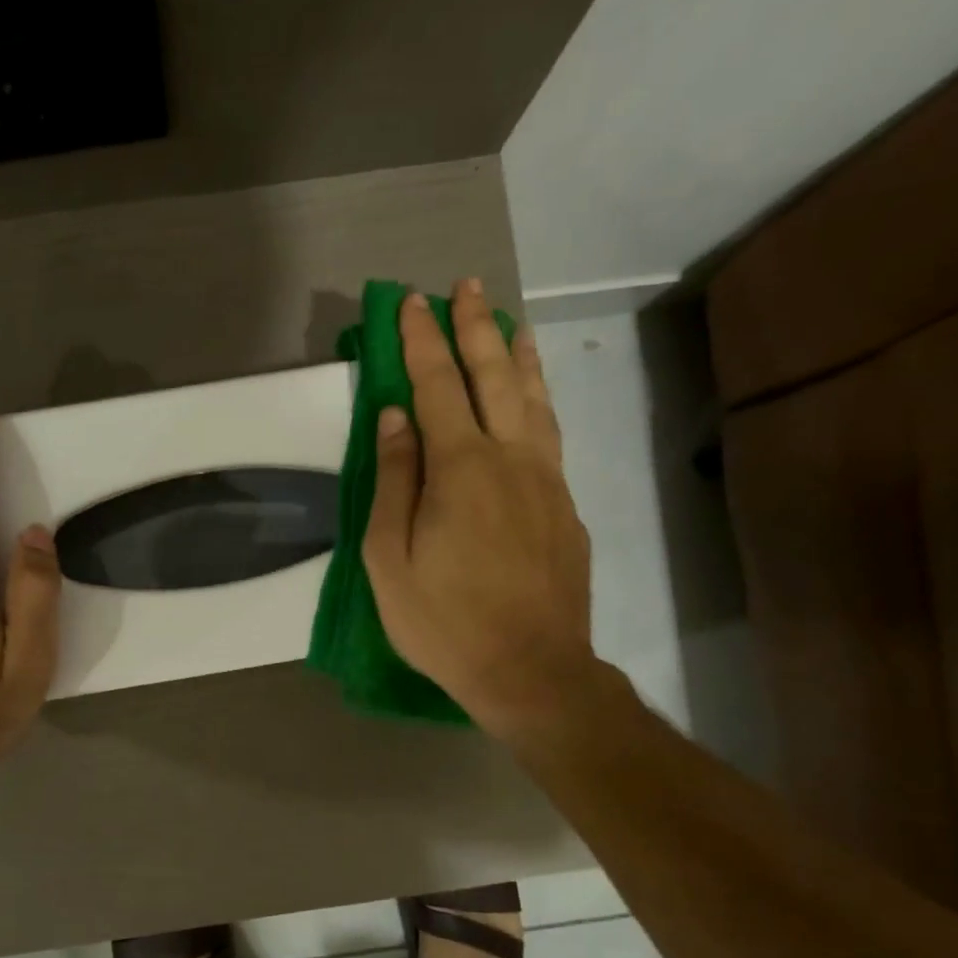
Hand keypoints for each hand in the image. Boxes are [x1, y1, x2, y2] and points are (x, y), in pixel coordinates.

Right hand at [363, 281, 598, 745]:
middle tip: (465, 287)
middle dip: (475, 328)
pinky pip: (551, 434)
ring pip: (534, 400)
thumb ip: (394, 482)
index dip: (422, 342)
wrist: (531, 670)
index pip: (437, 386)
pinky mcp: (566, 506)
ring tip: (509, 322)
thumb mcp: (391, 559)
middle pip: (493, 377)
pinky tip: (533, 396)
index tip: (411, 303)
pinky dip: (540, 399)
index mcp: (461, 469)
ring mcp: (547, 480)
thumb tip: (394, 417)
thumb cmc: (444, 621)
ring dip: (517, 355)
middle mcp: (511, 459)